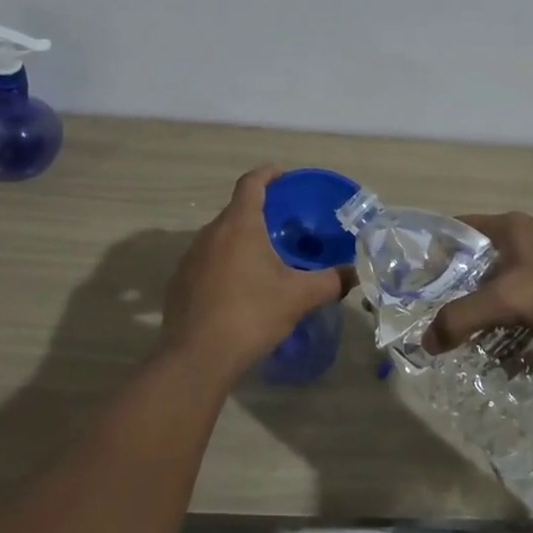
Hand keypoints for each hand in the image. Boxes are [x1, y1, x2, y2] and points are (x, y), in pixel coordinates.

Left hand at [160, 166, 347, 383]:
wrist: (196, 357)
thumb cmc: (250, 315)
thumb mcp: (298, 297)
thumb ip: (330, 281)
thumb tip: (354, 273)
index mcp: (239, 225)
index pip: (251, 183)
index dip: (268, 174)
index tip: (284, 176)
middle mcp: (210, 233)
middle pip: (236, 211)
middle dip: (260, 213)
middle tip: (285, 227)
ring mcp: (190, 257)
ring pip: (220, 238)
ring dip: (241, 241)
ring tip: (265, 259)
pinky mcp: (179, 282)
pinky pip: (207, 262)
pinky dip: (225, 265)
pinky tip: (239, 290)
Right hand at [423, 212, 532, 351]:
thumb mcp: (506, 300)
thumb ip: (462, 318)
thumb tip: (426, 341)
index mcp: (504, 227)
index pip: (454, 230)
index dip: (433, 253)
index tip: (418, 283)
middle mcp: (522, 237)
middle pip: (477, 262)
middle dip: (461, 292)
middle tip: (443, 319)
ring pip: (504, 284)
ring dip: (491, 311)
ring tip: (475, 341)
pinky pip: (529, 301)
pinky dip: (518, 322)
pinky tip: (515, 350)